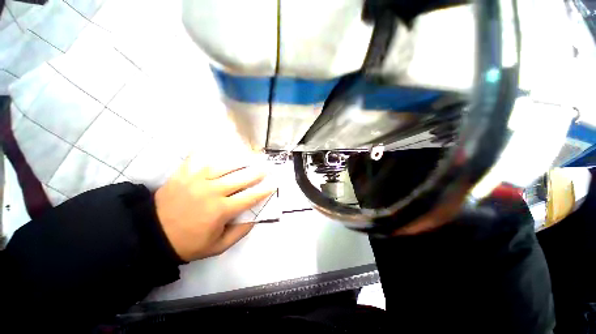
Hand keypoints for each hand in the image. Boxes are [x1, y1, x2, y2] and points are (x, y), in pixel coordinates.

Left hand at [155, 154, 274, 261]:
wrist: (152, 235)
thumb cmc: (188, 243)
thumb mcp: (218, 246)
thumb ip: (240, 232)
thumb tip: (255, 217)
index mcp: (221, 210)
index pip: (250, 197)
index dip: (264, 190)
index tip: (274, 184)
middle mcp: (212, 191)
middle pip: (241, 178)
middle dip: (257, 172)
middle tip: (266, 167)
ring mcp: (197, 180)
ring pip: (225, 165)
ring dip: (240, 161)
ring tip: (250, 158)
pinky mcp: (184, 174)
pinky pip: (198, 158)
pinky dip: (207, 150)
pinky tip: (215, 144)